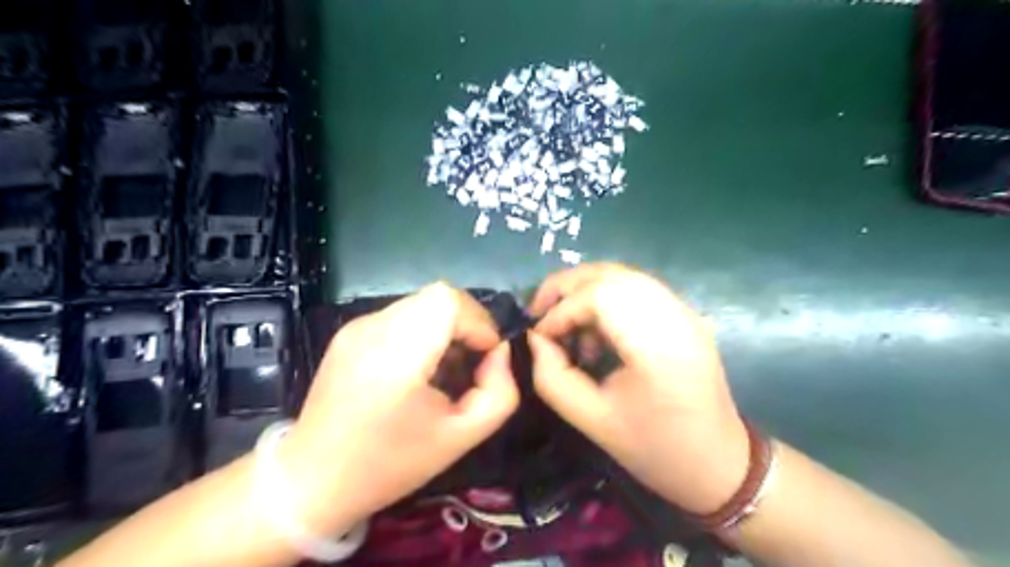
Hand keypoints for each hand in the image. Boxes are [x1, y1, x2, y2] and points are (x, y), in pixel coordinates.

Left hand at [284, 283, 519, 536]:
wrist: (313, 479)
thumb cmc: (390, 464)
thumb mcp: (461, 437)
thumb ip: (499, 391)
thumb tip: (499, 353)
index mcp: (397, 355)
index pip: (448, 300)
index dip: (478, 321)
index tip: (484, 357)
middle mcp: (373, 328)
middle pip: (438, 296)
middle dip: (467, 323)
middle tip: (470, 362)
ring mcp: (357, 325)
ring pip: (421, 303)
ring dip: (445, 326)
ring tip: (444, 367)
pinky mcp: (349, 330)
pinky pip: (401, 315)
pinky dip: (423, 330)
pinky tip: (416, 367)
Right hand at [529, 264, 748, 514]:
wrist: (718, 464)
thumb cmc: (655, 449)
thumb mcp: (591, 420)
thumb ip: (552, 377)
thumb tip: (535, 339)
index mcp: (658, 345)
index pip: (599, 296)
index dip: (560, 310)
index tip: (539, 336)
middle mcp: (675, 315)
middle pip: (609, 274)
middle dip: (565, 287)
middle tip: (540, 314)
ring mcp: (683, 310)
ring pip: (621, 275)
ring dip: (584, 291)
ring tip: (565, 325)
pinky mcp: (683, 314)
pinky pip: (635, 288)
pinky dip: (604, 298)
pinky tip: (595, 331)